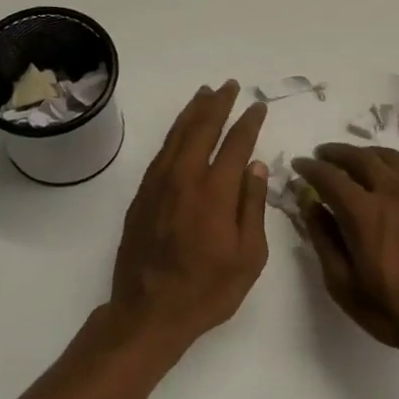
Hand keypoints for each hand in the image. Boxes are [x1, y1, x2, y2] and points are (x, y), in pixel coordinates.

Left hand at [109, 82, 269, 352]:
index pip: (235, 144)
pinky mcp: (141, 196)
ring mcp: (158, 185)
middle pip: (201, 129)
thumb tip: (256, 166)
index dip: (248, 122)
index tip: (257, 106)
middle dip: (218, 105)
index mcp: (214, 192)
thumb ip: (253, 207)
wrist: (149, 313)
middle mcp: (184, 179)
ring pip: (176, 136)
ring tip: (205, 94)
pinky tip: (181, 130)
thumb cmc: (207, 290)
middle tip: (229, 85)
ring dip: (192, 112)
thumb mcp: (248, 256)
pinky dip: (174, 134)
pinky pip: (160, 153)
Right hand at [293, 144, 398, 360]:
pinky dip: (389, 169)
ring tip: (353, 162)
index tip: (299, 164)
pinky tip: (386, 184)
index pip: (330, 177)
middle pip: (361, 157)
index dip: (310, 168)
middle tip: (322, 155)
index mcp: (364, 213)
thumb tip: (312, 207)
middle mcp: (393, 193)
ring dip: (365, 155)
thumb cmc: (395, 309)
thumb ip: (324, 241)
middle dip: (336, 153)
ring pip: (389, 159)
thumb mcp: (344, 285)